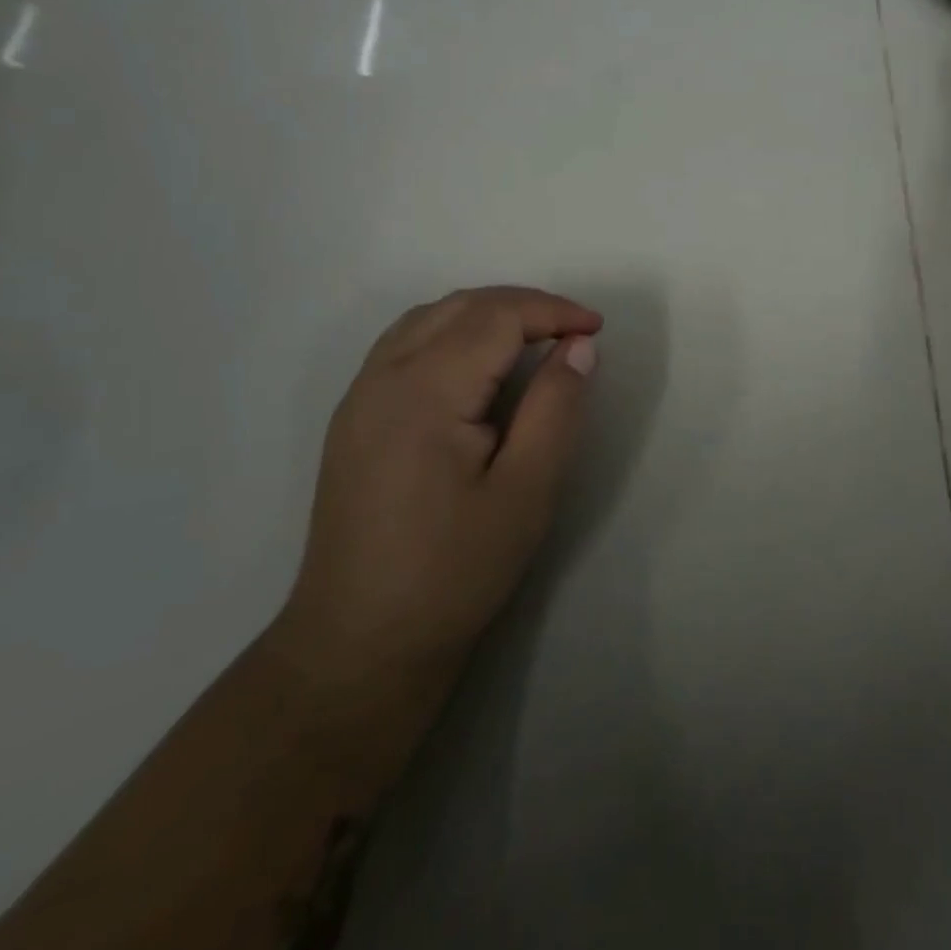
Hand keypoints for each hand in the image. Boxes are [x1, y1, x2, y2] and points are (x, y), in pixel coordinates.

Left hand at [276, 286, 601, 687]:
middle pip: (461, 306)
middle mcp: (383, 377)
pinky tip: (478, 363)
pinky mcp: (353, 417)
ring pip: (429, 317)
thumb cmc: (454, 571)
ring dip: (487, 313)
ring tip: (534, 337)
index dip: (552, 311)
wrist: (359, 644)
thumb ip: (556, 408)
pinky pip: (405, 343)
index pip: (497, 317)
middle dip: (524, 305)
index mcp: (424, 391)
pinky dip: (453, 330)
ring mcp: (360, 396)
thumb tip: (579, 346)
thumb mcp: (527, 492)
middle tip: (573, 331)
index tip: (597, 329)